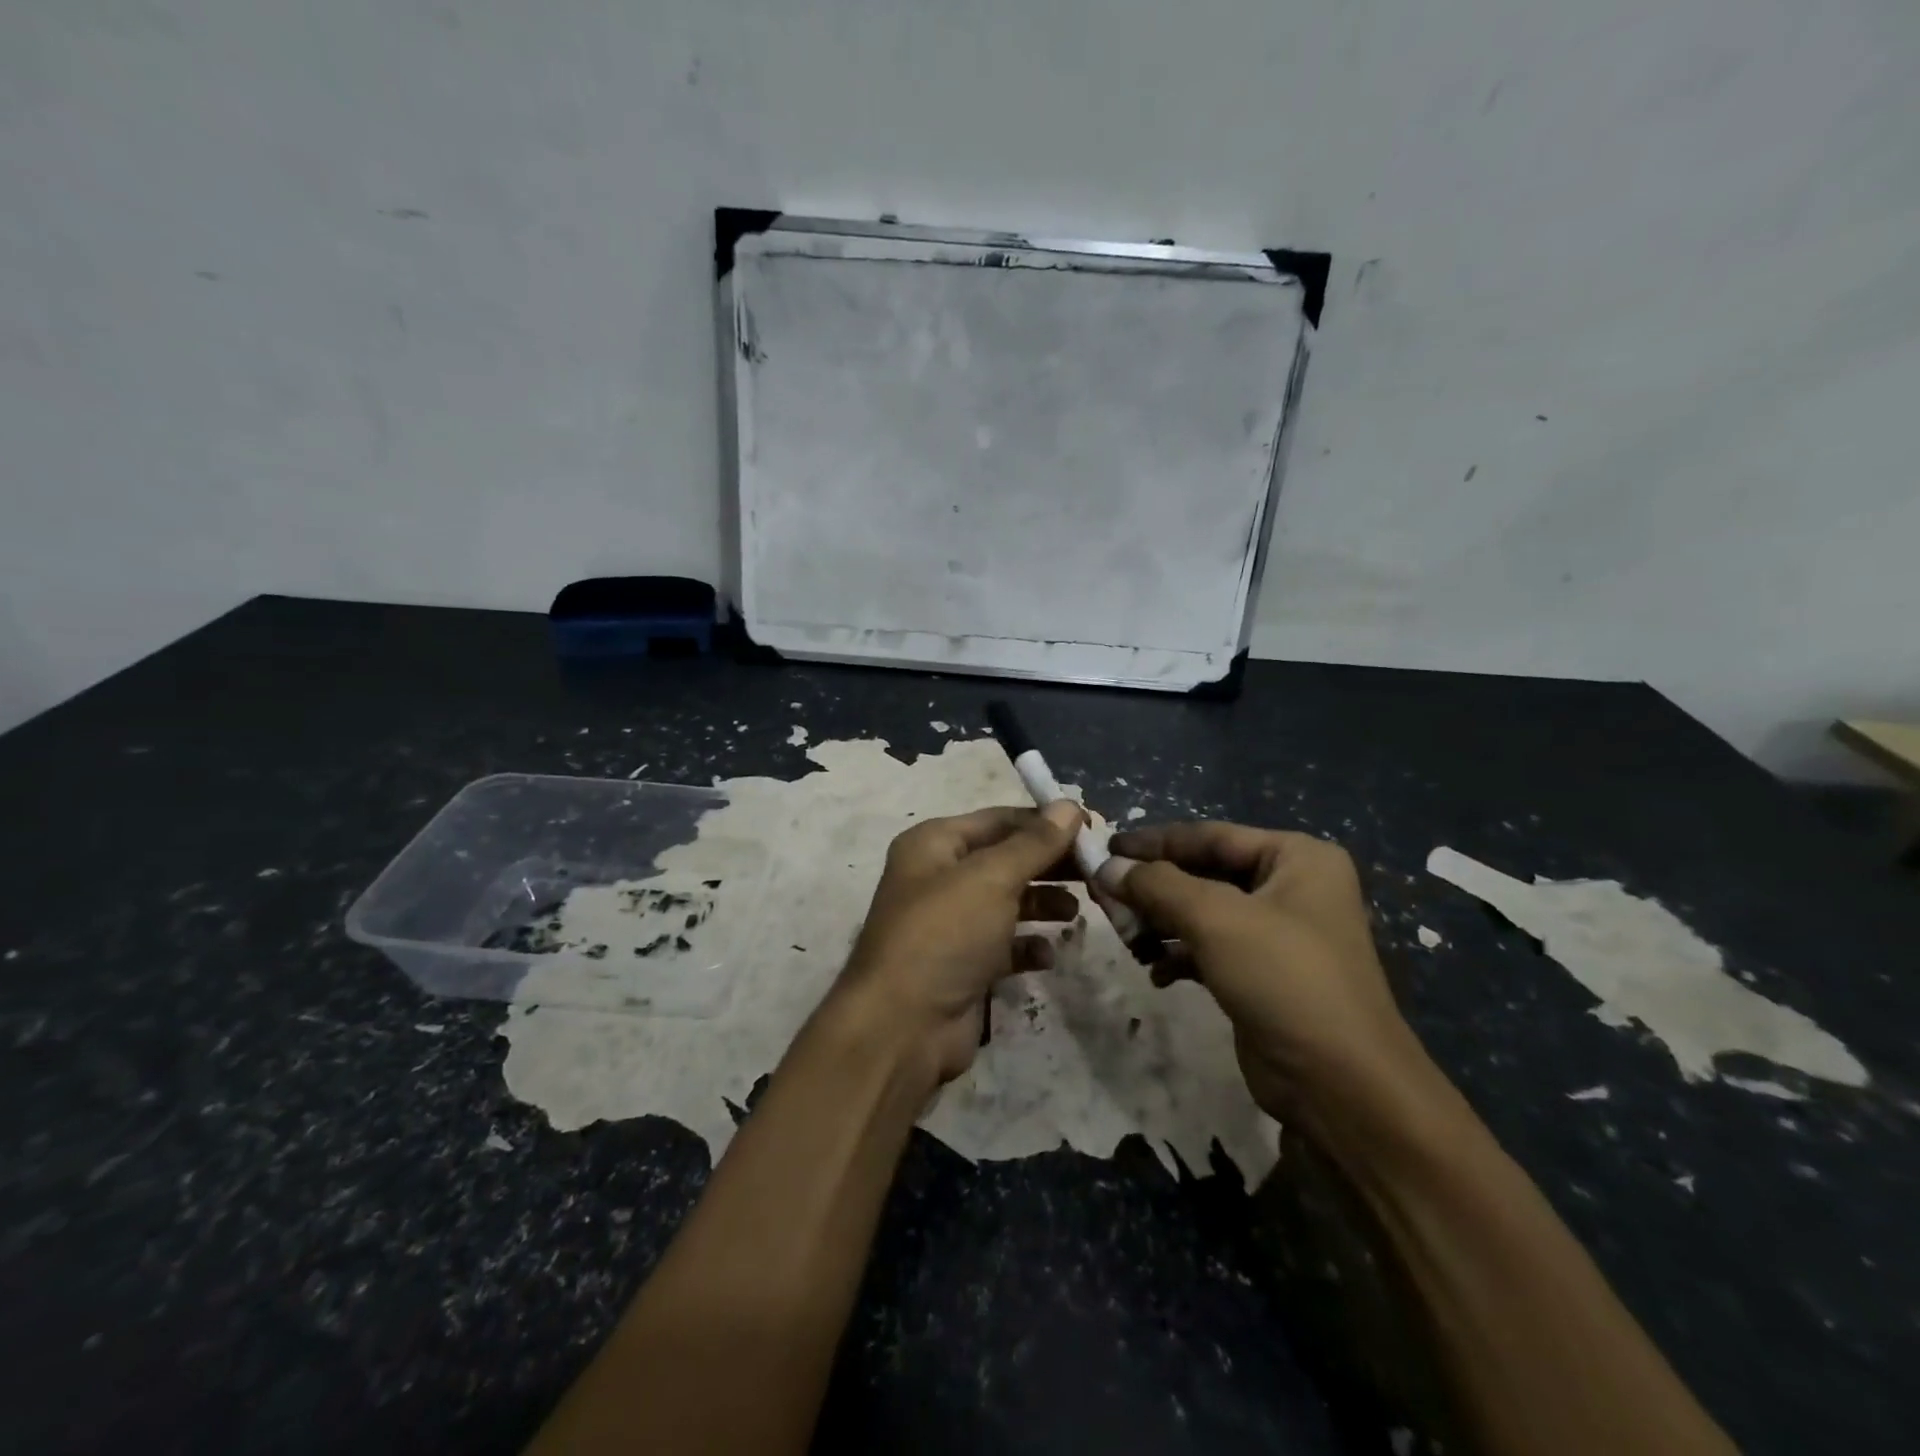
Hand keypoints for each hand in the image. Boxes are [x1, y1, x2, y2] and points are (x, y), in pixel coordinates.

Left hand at [832, 802, 1085, 1087]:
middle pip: (1006, 859)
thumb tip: (1069, 805)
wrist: (903, 1026)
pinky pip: (1005, 945)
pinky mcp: (963, 965)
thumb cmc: (945, 934)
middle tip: (1096, 871)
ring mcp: (951, 924)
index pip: (998, 820)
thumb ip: (1034, 843)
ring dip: (1044, 904)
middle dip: (1049, 864)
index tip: (1092, 828)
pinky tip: (1046, 954)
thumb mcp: (992, 878)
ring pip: (1008, 902)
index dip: (1044, 822)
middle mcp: (939, 878)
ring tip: (1076, 912)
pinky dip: (1028, 946)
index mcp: (934, 844)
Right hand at [1099, 822, 1423, 1122]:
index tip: (1104, 848)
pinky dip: (1179, 955)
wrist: (1342, 1086)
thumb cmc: (1285, 979)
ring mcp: (1278, 933)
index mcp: (1296, 858)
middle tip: (1104, 897)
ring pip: (1202, 912)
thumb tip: (1106, 867)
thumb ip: (1157, 885)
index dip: (1153, 842)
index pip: (1209, 835)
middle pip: (1203, 873)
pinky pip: (1209, 949)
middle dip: (1153, 888)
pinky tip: (1156, 973)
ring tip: (1126, 939)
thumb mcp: (1216, 919)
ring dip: (1160, 923)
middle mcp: (1290, 887)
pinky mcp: (1263, 974)